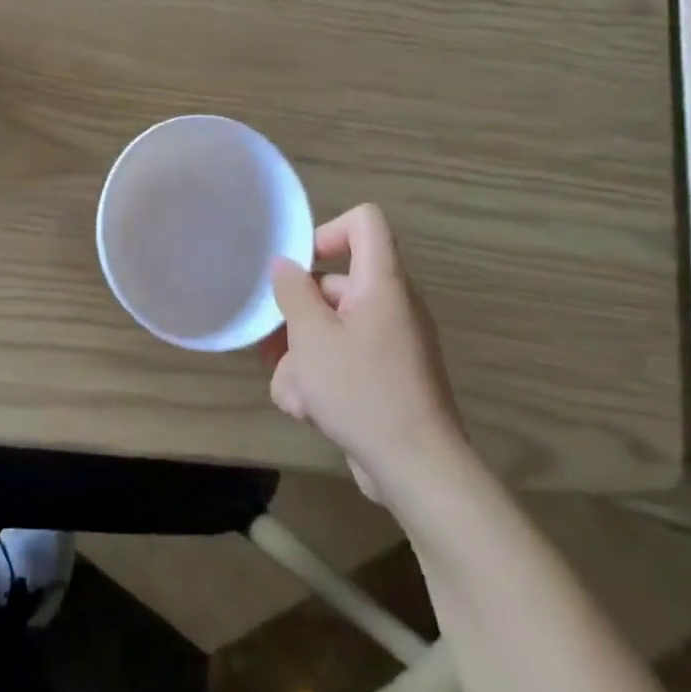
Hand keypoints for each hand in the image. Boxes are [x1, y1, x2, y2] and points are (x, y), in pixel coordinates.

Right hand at [263, 204, 466, 500]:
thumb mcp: (312, 337)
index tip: (299, 268)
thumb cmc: (362, 391)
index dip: (327, 232)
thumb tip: (285, 264)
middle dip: (297, 315)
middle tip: (273, 344)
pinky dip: (323, 380)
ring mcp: (390, 344)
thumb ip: (293, 292)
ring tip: (293, 391)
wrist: (417, 469)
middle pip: (334, 285)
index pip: (364, 222)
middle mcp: (391, 305)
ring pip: (331, 330)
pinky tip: (308, 411)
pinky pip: (345, 361)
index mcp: (382, 283)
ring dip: (302, 357)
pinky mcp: (386, 378)